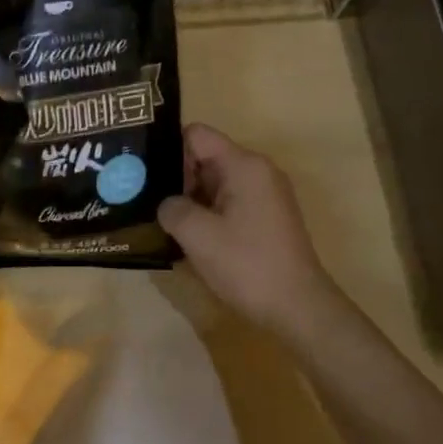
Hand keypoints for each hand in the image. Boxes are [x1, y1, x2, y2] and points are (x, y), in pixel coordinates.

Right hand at [158, 123, 344, 338]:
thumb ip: (171, 208)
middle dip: (175, 178)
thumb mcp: (197, 234)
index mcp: (244, 165)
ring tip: (161, 221)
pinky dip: (207, 215)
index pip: (196, 135)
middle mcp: (258, 171)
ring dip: (190, 201)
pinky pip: (228, 203)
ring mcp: (265, 196)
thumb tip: (166, 204)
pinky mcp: (266, 219)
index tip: (145, 175)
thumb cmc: (247, 265)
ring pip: (215, 183)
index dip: (167, 150)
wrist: (298, 309)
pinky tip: (188, 239)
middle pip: (205, 158)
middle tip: (144, 201)